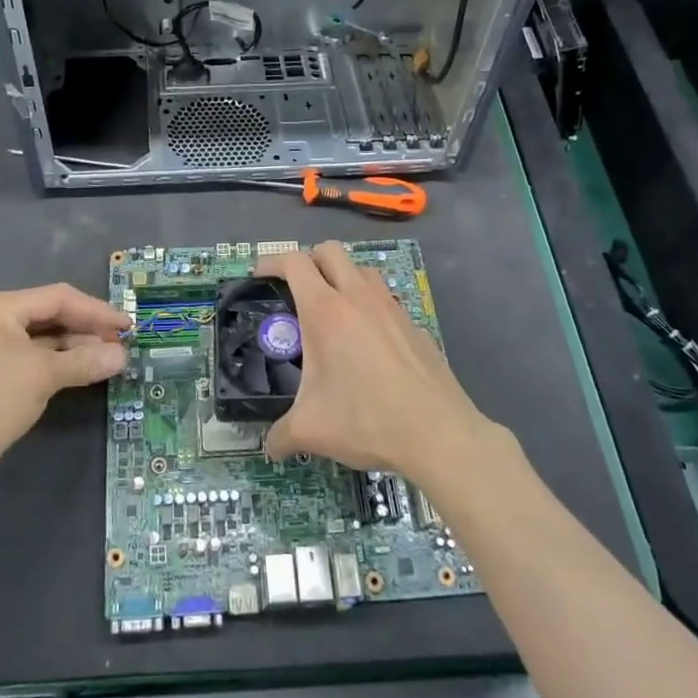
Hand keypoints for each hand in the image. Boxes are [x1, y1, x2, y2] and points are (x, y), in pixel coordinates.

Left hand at [0, 284, 129, 496]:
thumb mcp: (43, 376)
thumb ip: (85, 361)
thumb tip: (122, 356)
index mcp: (0, 307)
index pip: (59, 298)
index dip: (97, 311)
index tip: (127, 326)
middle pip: (52, 315)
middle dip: (87, 329)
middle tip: (121, 343)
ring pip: (45, 338)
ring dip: (76, 347)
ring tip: (110, 358)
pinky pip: (35, 357)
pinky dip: (60, 362)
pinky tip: (84, 370)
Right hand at [256, 242, 494, 480]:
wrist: (437, 433)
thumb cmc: (366, 420)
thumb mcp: (311, 430)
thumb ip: (282, 435)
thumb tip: (270, 447)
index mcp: (325, 311)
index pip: (294, 262)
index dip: (272, 261)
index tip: (260, 275)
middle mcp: (358, 297)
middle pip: (329, 250)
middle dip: (308, 260)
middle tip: (296, 288)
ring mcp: (391, 307)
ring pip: (362, 269)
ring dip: (342, 276)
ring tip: (333, 309)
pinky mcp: (414, 325)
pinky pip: (386, 299)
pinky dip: (370, 305)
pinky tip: (368, 341)